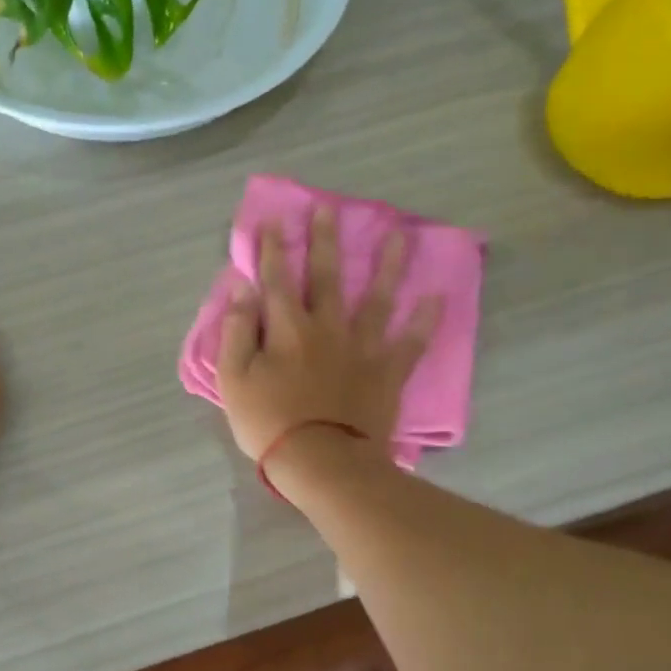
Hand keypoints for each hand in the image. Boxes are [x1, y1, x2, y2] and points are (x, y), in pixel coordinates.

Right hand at [217, 206, 440, 464]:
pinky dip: (424, 321)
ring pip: (376, 298)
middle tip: (330, 209)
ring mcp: (362, 348)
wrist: (322, 462)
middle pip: (326, 276)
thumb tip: (242, 289)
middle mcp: (327, 327)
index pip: (276, 279)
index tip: (274, 220)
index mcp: (287, 328)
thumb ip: (236, 332)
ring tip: (398, 235)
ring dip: (386, 265)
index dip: (273, 249)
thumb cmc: (269, 422)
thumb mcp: (234, 380)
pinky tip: (437, 297)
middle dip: (325, 241)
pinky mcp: (387, 372)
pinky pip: (411, 343)